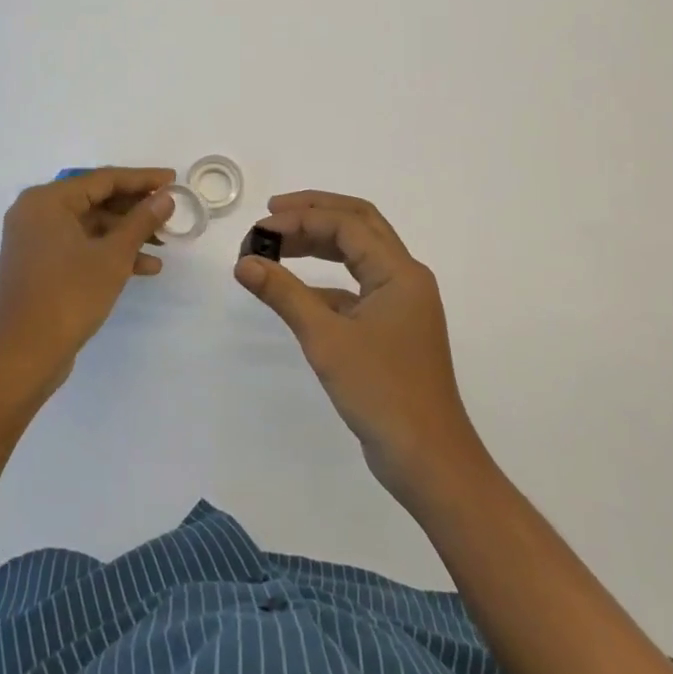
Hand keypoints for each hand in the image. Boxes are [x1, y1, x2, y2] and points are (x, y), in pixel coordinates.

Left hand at [0, 167, 175, 400]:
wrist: (24, 357)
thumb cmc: (69, 296)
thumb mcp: (113, 256)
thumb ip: (141, 221)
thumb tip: (166, 196)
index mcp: (47, 200)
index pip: (103, 179)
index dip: (142, 179)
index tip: (173, 179)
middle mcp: (36, 212)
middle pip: (96, 200)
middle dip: (136, 209)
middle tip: (170, 212)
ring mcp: (36, 240)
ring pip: (91, 225)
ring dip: (127, 234)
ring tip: (164, 244)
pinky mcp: (40, 264)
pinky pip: (80, 245)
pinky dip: (108, 252)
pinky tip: (144, 267)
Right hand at [234, 191, 489, 504]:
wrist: (428, 461)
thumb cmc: (381, 393)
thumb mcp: (326, 339)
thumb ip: (284, 294)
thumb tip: (244, 262)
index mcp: (399, 271)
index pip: (347, 223)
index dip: (301, 218)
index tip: (261, 228)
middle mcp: (405, 277)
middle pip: (359, 224)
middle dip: (315, 213)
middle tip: (272, 214)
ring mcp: (400, 303)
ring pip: (359, 253)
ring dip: (320, 243)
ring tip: (278, 243)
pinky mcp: (392, 327)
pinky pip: (357, 286)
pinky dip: (326, 280)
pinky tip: (296, 291)